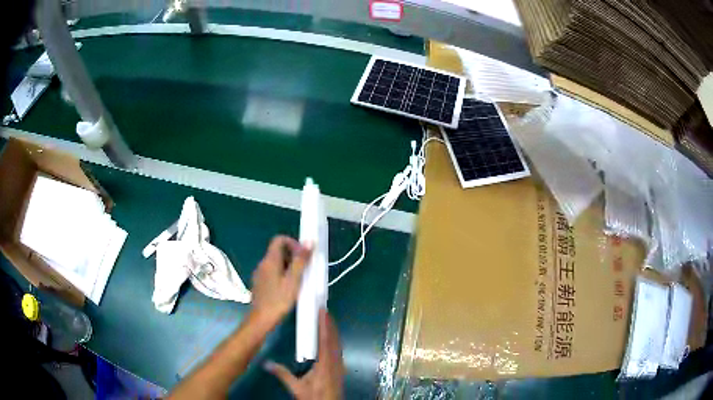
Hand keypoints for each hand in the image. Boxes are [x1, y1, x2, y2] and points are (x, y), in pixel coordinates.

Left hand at [251, 236, 311, 327]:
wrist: (261, 320)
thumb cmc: (278, 300)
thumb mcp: (293, 281)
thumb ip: (300, 261)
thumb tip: (309, 241)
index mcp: (270, 260)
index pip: (279, 240)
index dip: (293, 243)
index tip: (303, 255)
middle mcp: (263, 264)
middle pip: (278, 251)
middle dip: (294, 257)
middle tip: (305, 270)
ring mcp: (260, 274)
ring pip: (276, 263)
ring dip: (289, 267)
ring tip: (300, 281)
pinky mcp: (260, 284)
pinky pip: (273, 273)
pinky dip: (283, 275)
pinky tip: (290, 289)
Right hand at [265, 309, 343, 399]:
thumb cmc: (315, 398)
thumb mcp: (297, 388)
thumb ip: (283, 375)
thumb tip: (266, 363)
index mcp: (325, 365)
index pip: (325, 341)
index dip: (325, 325)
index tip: (323, 312)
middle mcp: (335, 362)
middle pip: (334, 339)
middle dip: (330, 324)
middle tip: (323, 310)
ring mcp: (340, 365)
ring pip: (338, 344)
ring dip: (333, 331)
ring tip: (326, 319)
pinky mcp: (340, 369)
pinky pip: (338, 350)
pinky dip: (334, 339)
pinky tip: (330, 338)